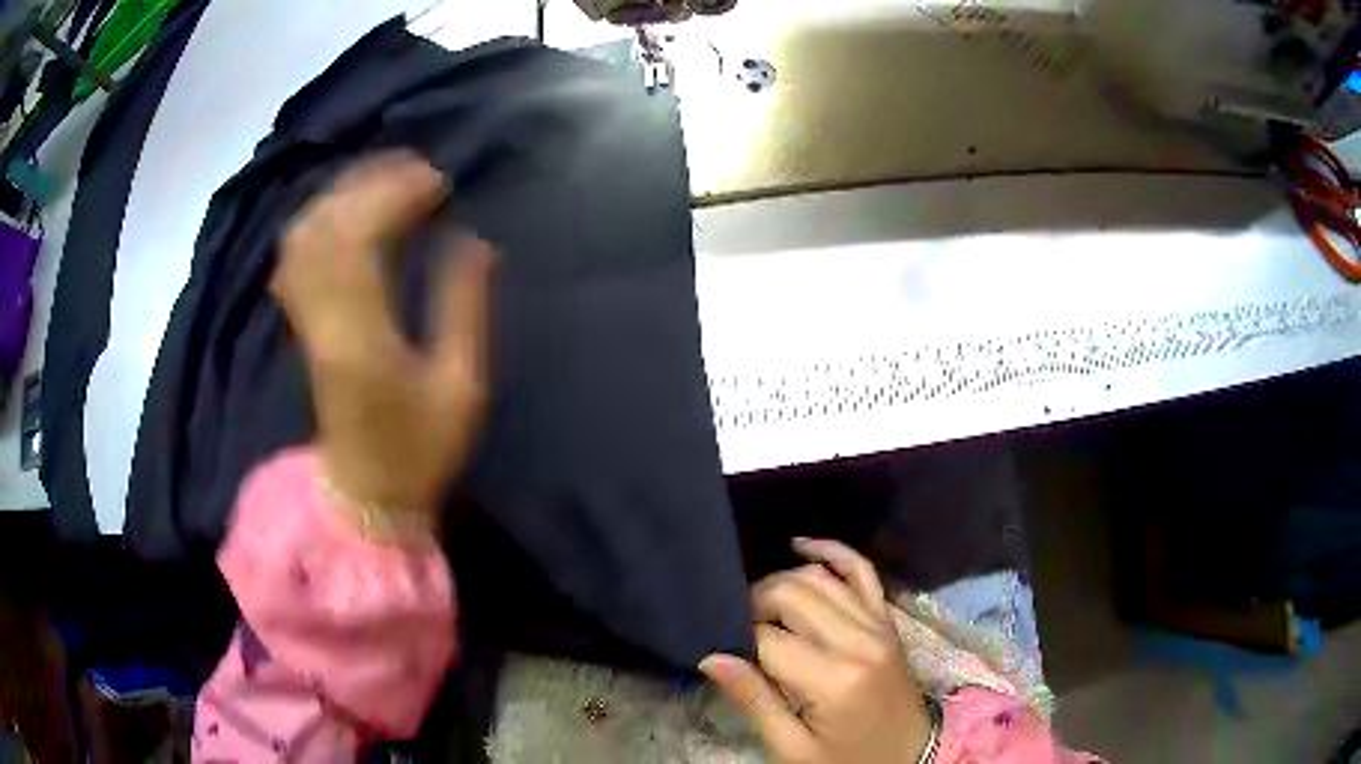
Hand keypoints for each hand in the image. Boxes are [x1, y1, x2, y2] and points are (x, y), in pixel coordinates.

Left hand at [272, 151, 492, 516]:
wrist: (365, 493)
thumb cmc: (419, 450)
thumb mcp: (461, 387)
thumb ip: (465, 308)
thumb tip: (473, 239)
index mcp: (363, 335)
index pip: (363, 239)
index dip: (396, 195)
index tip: (438, 180)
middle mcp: (324, 319)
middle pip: (327, 227)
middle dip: (368, 183)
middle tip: (414, 167)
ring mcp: (306, 321)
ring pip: (304, 237)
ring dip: (341, 197)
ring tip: (383, 177)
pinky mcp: (302, 326)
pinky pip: (295, 259)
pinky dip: (318, 222)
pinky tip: (344, 210)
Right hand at [701, 539, 930, 763]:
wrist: (909, 755)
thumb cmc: (846, 758)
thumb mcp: (793, 747)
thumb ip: (755, 700)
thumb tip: (711, 657)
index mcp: (834, 680)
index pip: (767, 637)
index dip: (737, 637)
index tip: (720, 647)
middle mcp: (859, 641)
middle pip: (792, 595)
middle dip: (754, 602)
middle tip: (735, 627)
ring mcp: (878, 624)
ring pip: (820, 577)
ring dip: (781, 581)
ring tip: (757, 603)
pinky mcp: (887, 619)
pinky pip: (862, 571)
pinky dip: (832, 551)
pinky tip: (801, 545)